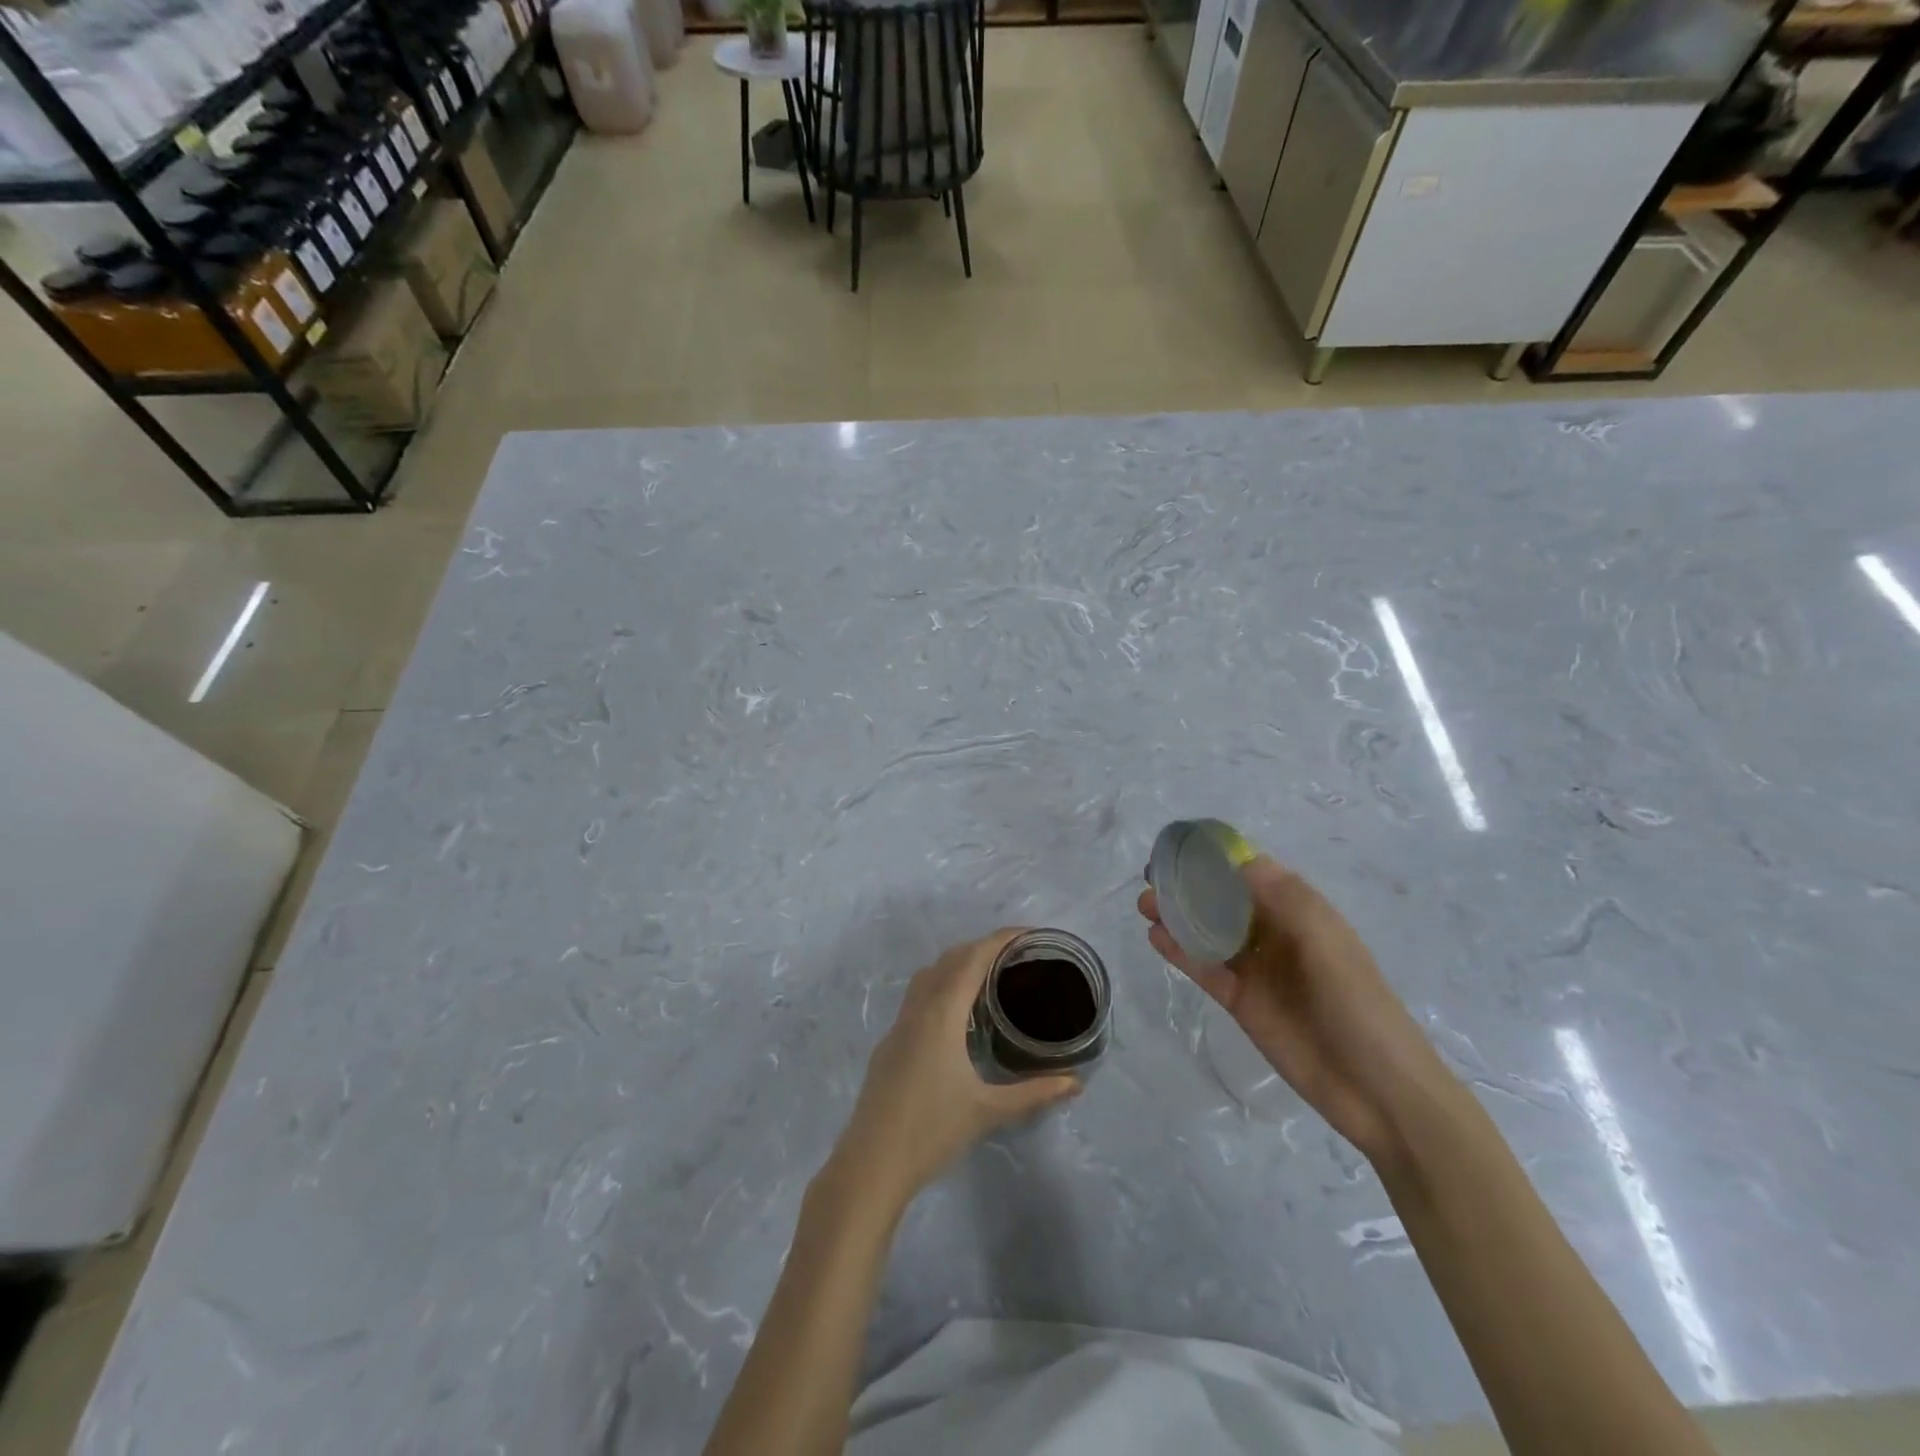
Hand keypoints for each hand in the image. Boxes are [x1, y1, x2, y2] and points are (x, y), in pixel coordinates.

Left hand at [827, 930, 1079, 1212]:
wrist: (871, 1163)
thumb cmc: (932, 1131)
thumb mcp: (988, 1110)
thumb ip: (1034, 1092)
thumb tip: (1075, 1082)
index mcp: (941, 1013)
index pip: (973, 958)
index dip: (1001, 939)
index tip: (1030, 934)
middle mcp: (918, 1008)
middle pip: (950, 959)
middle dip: (983, 947)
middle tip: (1018, 957)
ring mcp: (899, 1024)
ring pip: (929, 975)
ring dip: (959, 964)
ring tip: (991, 978)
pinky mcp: (890, 1043)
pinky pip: (918, 996)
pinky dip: (942, 986)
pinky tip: (959, 1016)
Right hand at [1139, 857, 1452, 1164]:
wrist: (1376, 1091)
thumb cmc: (1358, 1006)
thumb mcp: (1328, 944)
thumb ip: (1285, 899)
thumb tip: (1240, 858)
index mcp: (1300, 913)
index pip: (1253, 873)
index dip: (1218, 857)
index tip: (1181, 845)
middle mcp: (1274, 934)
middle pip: (1224, 900)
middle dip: (1189, 884)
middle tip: (1152, 875)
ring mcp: (1256, 969)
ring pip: (1208, 932)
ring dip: (1178, 915)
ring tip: (1144, 903)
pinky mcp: (1240, 1000)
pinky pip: (1205, 968)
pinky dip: (1180, 952)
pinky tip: (1155, 937)